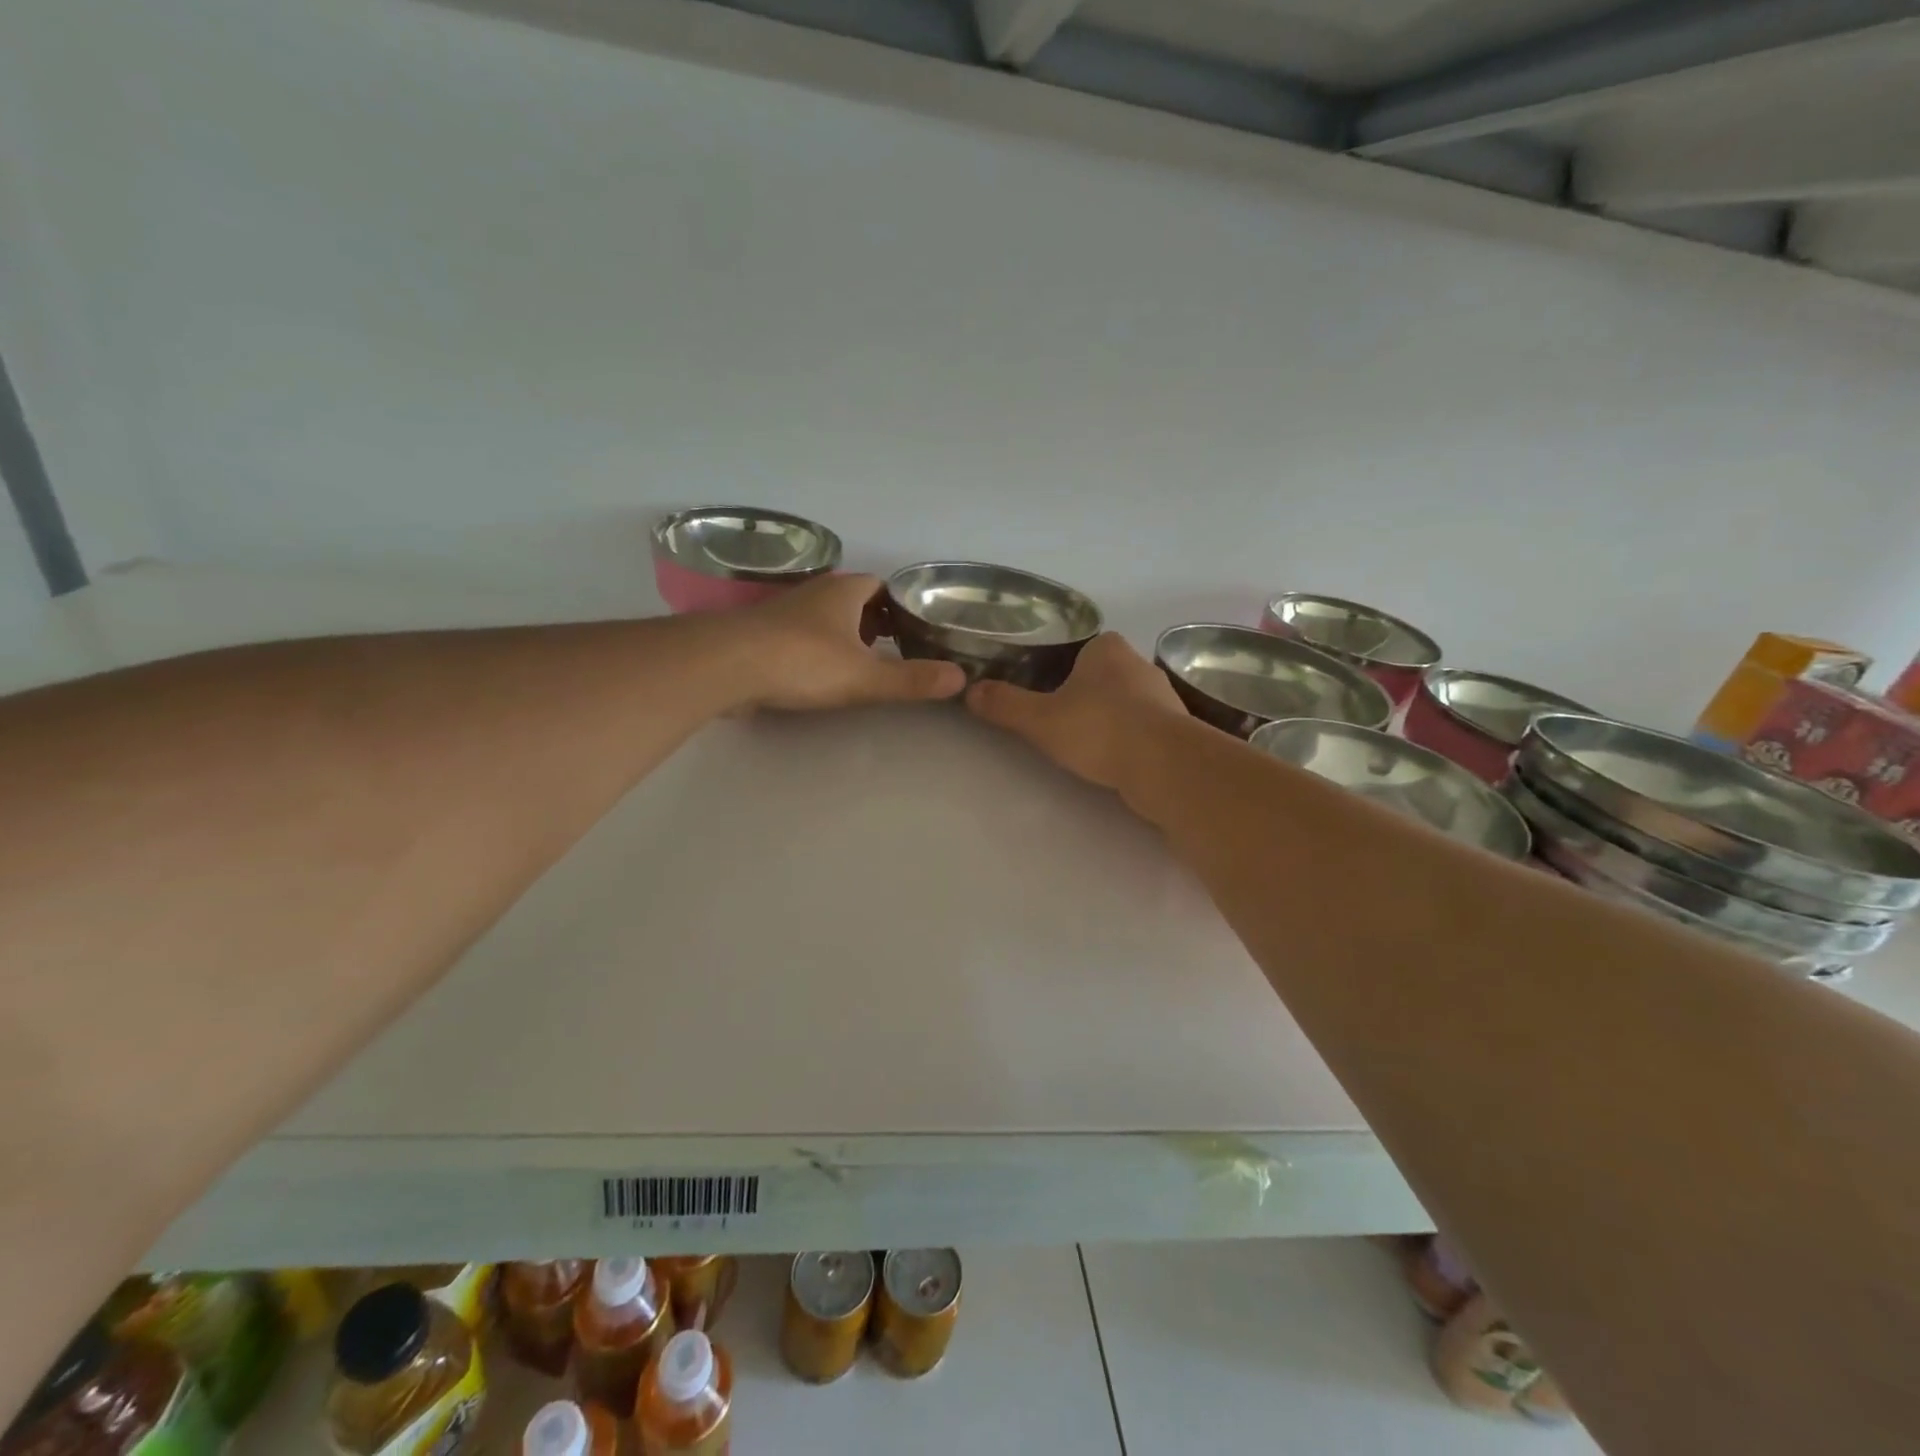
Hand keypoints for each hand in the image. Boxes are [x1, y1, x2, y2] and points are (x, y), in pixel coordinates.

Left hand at [728, 574, 966, 711]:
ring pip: (824, 619)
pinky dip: (816, 649)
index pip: (881, 586)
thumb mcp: (865, 676)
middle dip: (875, 621)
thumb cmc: (803, 661)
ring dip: (844, 635)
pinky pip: (799, 636)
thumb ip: (911, 680)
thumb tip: (960, 678)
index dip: (901, 605)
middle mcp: (814, 594)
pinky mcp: (761, 636)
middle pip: (853, 601)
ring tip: (864, 664)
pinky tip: (820, 674)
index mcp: (844, 592)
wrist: (726, 665)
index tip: (917, 628)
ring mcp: (784, 614)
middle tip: (897, 649)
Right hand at [965, 632, 1187, 789]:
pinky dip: (1128, 739)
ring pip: (1125, 702)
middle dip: (1084, 695)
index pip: (1080, 649)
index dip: (1059, 669)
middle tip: (1058, 721)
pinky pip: (1144, 727)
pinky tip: (1113, 759)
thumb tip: (970, 692)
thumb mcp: (1039, 719)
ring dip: (1108, 719)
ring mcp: (1163, 696)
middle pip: (1102, 675)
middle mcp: (1139, 664)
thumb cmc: (1098, 729)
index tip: (1045, 694)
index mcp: (1107, 648)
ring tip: (1084, 745)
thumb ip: (1005, 705)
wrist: (1164, 765)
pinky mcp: (1176, 729)